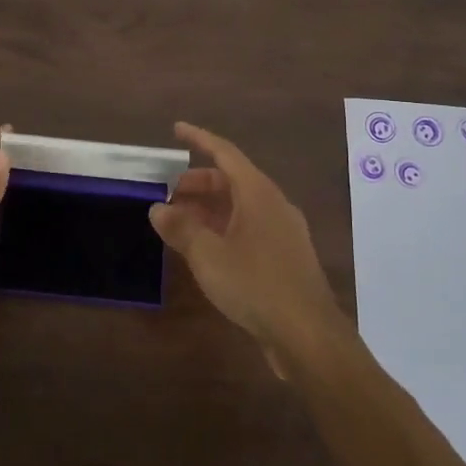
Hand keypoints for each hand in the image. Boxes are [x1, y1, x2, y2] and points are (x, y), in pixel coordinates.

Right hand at [149, 122, 348, 373]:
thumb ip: (181, 228)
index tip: (176, 130)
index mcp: (259, 194)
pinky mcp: (285, 258)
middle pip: (232, 181)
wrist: (307, 335)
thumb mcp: (208, 255)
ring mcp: (283, 232)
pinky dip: (223, 229)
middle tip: (169, 194)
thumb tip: (158, 208)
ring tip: (180, 223)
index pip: (225, 153)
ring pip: (240, 207)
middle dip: (198, 183)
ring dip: (209, 209)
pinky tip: (206, 251)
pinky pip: (249, 229)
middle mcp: (274, 205)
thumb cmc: (256, 285)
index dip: (199, 139)